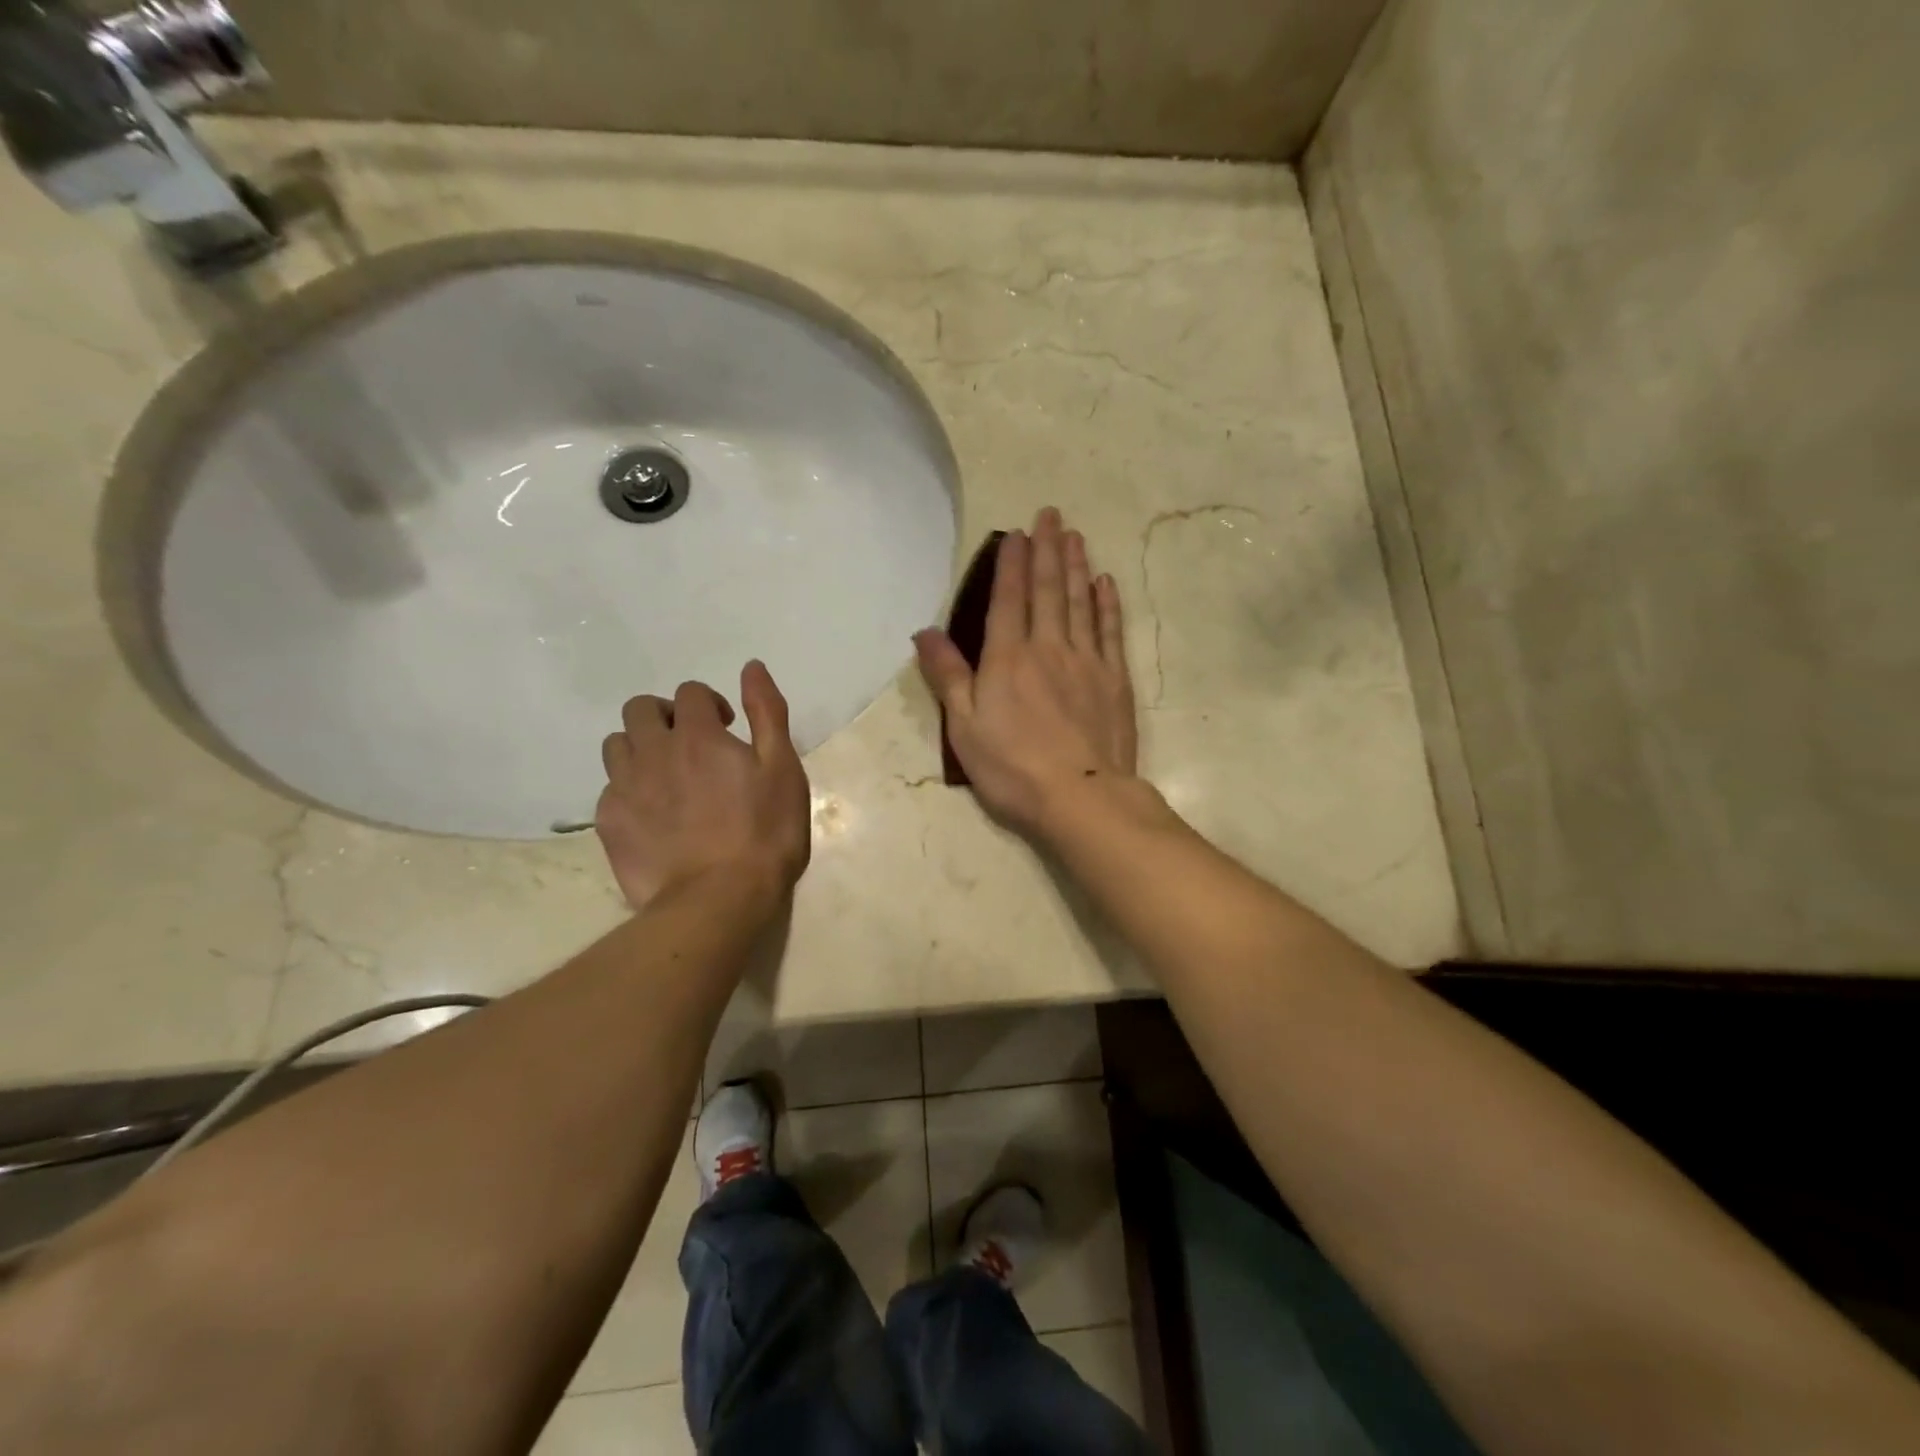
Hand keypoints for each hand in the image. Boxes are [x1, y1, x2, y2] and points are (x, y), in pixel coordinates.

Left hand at [596, 661, 811, 908]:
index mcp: (697, 735)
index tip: (728, 729)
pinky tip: (652, 815)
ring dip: (640, 748)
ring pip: (616, 745)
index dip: (709, 704)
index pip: (690, 693)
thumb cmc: (765, 834)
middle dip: (665, 716)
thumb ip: (767, 713)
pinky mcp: (609, 824)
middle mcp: (653, 752)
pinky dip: (628, 790)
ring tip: (666, 776)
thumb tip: (752, 667)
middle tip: (691, 745)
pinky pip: (609, 789)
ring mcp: (625, 788)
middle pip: (640, 709)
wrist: (718, 901)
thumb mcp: (783, 768)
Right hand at [915, 506, 1137, 835]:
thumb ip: (948, 676)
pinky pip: (1111, 632)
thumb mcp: (964, 727)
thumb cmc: (1012, 768)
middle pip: (1048, 590)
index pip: (1008, 599)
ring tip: (1075, 536)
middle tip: (1051, 515)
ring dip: (1076, 566)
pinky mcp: (1115, 680)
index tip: (1017, 533)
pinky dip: (1107, 604)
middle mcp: (1048, 648)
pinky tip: (1105, 583)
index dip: (1011, 564)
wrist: (1080, 796)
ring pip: (1081, 603)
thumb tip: (925, 631)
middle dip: (1047, 549)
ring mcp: (1087, 661)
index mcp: (1007, 658)